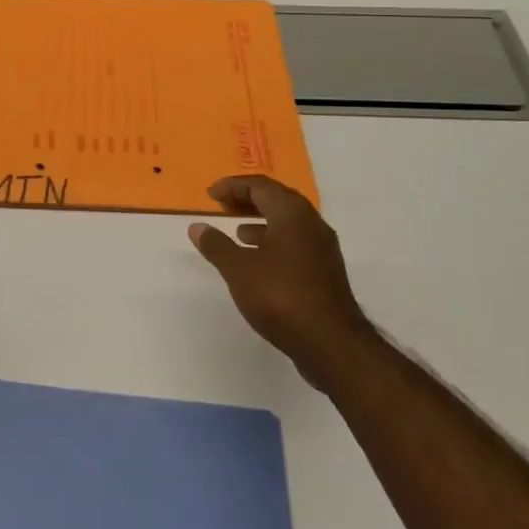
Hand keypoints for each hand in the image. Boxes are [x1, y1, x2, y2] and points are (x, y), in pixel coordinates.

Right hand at [188, 175, 371, 384]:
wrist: (331, 343)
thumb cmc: (281, 296)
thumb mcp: (238, 269)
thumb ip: (216, 245)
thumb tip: (197, 227)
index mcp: (292, 214)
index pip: (261, 186)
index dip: (233, 186)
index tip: (211, 194)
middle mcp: (312, 224)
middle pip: (277, 199)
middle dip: (248, 199)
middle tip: (223, 205)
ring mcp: (323, 248)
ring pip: (289, 222)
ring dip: (262, 221)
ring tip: (238, 231)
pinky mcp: (326, 271)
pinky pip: (296, 242)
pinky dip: (274, 241)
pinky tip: (259, 261)